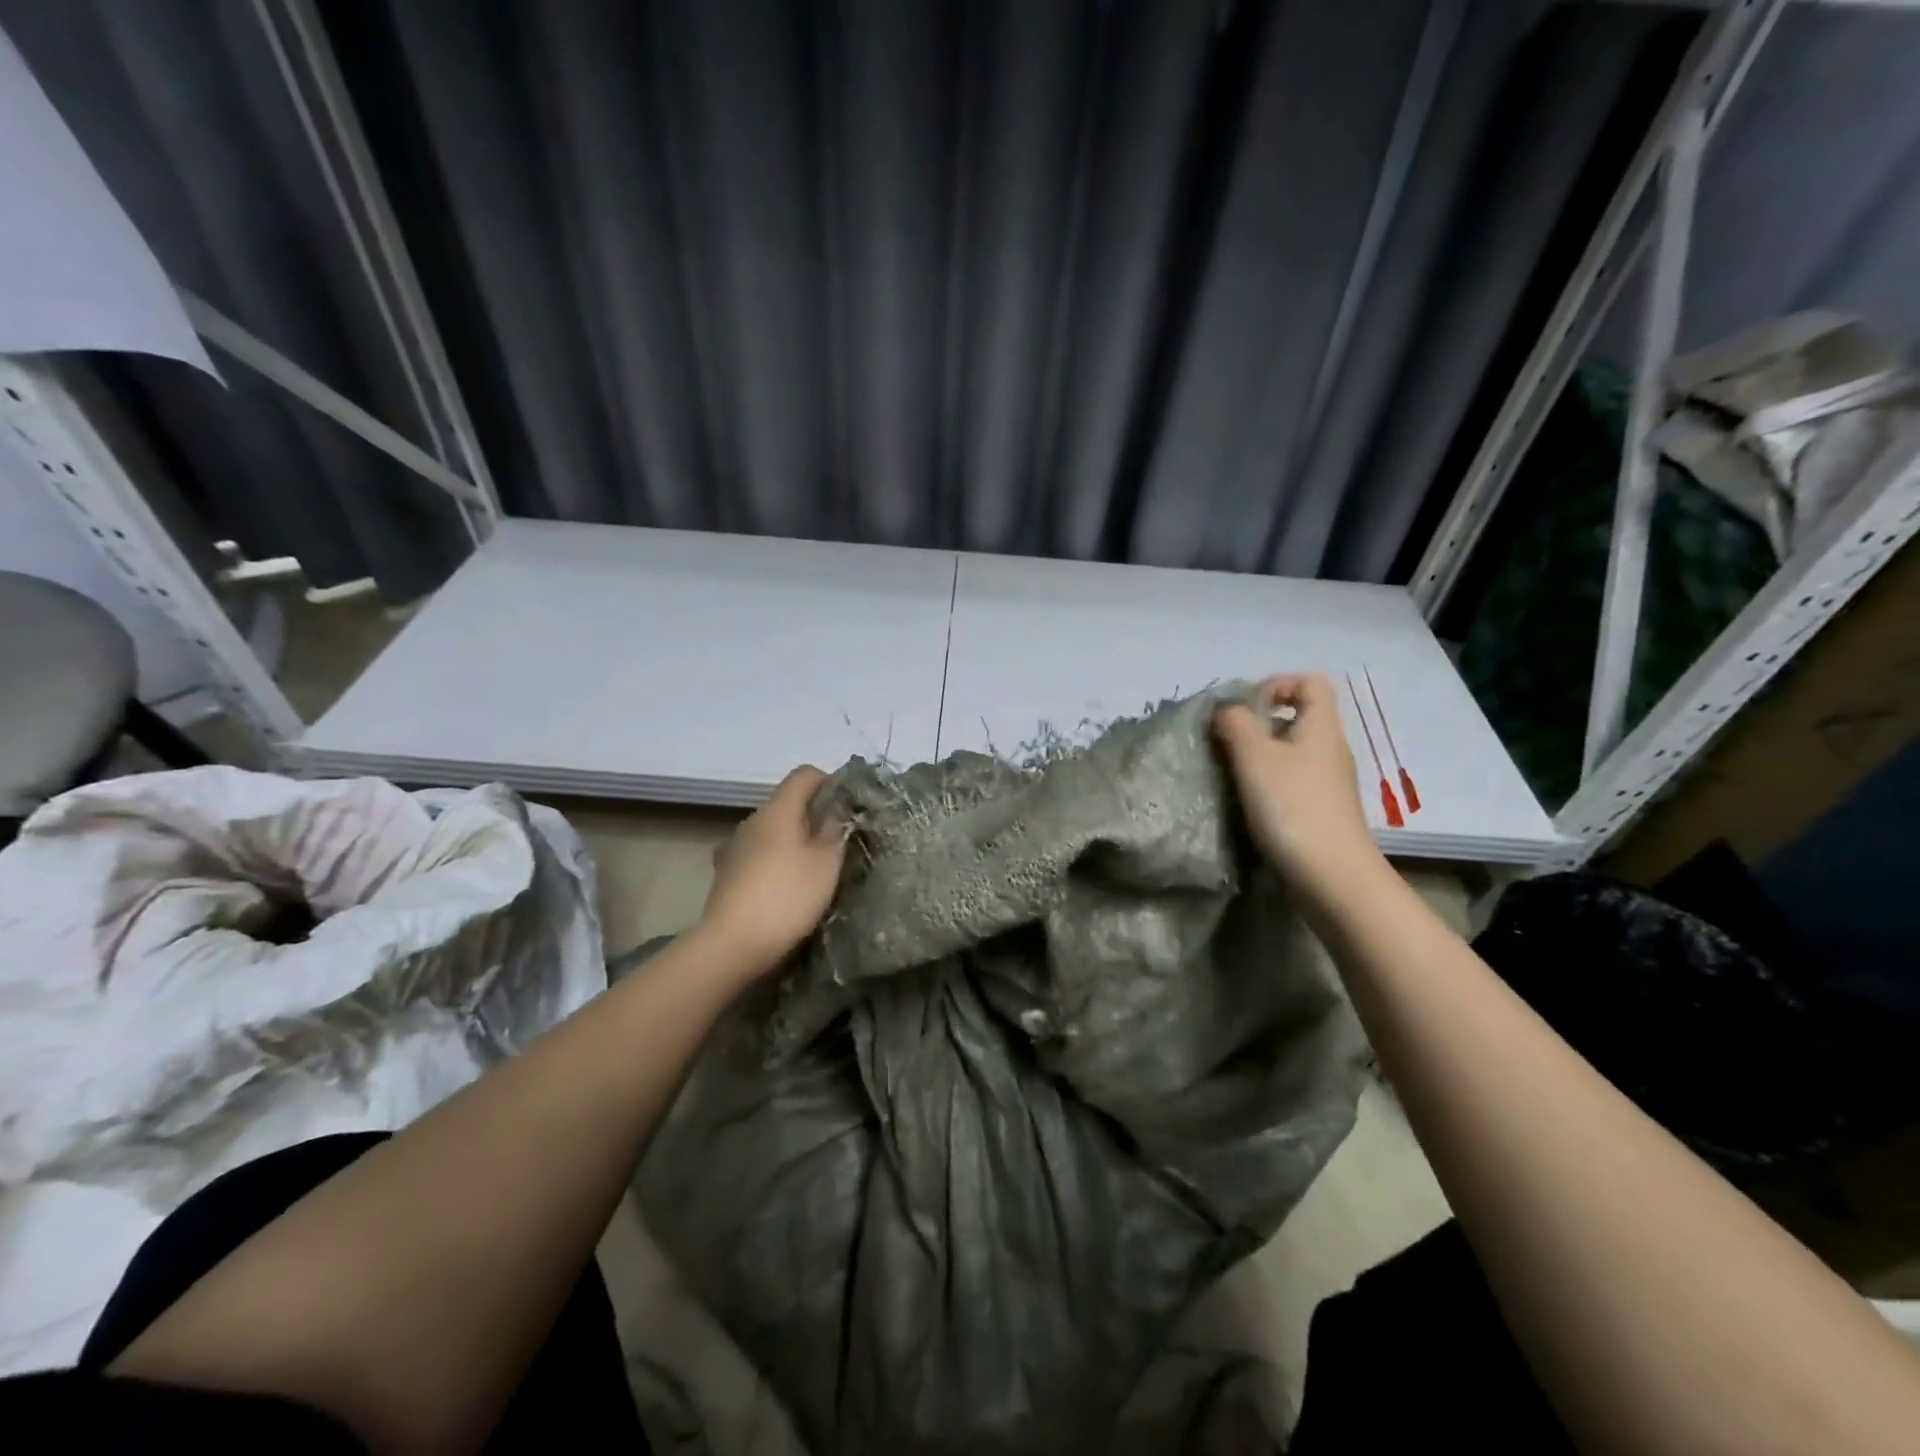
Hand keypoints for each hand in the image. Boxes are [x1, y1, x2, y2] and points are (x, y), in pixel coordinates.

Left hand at [695, 765, 849, 972]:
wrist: (732, 945)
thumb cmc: (787, 896)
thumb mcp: (826, 864)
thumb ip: (835, 831)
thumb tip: (836, 809)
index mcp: (777, 809)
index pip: (804, 774)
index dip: (829, 782)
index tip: (847, 807)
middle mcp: (752, 820)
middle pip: (787, 803)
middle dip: (813, 816)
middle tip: (837, 843)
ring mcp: (734, 847)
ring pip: (771, 831)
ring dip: (793, 841)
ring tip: (812, 869)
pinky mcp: (726, 874)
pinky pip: (757, 855)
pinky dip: (774, 861)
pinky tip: (783, 886)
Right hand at [1213, 674, 1383, 896]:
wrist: (1333, 877)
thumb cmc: (1293, 808)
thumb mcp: (1256, 758)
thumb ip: (1236, 724)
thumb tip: (1226, 708)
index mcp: (1321, 727)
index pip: (1310, 681)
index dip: (1276, 684)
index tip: (1244, 708)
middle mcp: (1330, 748)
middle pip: (1298, 716)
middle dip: (1258, 722)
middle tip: (1226, 741)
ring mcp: (1329, 782)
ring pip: (1292, 750)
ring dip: (1259, 755)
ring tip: (1230, 773)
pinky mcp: (1322, 809)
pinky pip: (1292, 780)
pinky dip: (1268, 782)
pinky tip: (1248, 802)